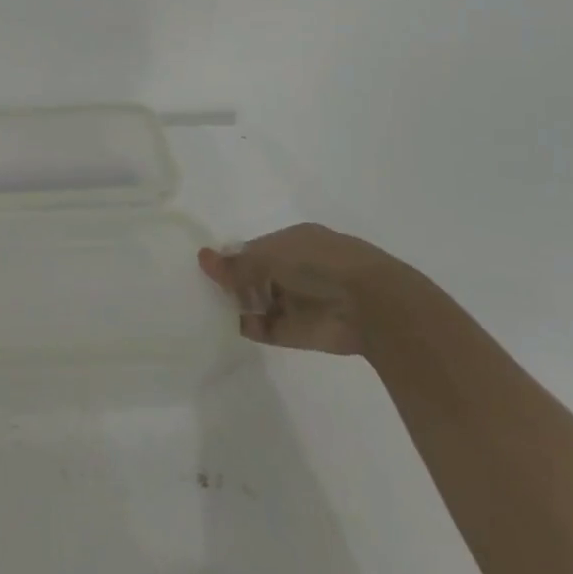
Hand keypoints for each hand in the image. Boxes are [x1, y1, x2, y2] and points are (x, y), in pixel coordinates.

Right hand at [198, 223, 403, 355]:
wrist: (371, 305)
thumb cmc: (319, 264)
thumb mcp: (271, 257)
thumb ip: (237, 264)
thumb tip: (202, 257)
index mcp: (295, 242)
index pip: (256, 248)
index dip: (233, 257)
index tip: (208, 266)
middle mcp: (297, 269)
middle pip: (257, 276)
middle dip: (234, 282)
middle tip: (202, 287)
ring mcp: (299, 301)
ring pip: (260, 302)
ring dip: (240, 304)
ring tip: (208, 307)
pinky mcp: (300, 331)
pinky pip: (268, 328)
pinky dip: (251, 327)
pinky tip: (230, 324)